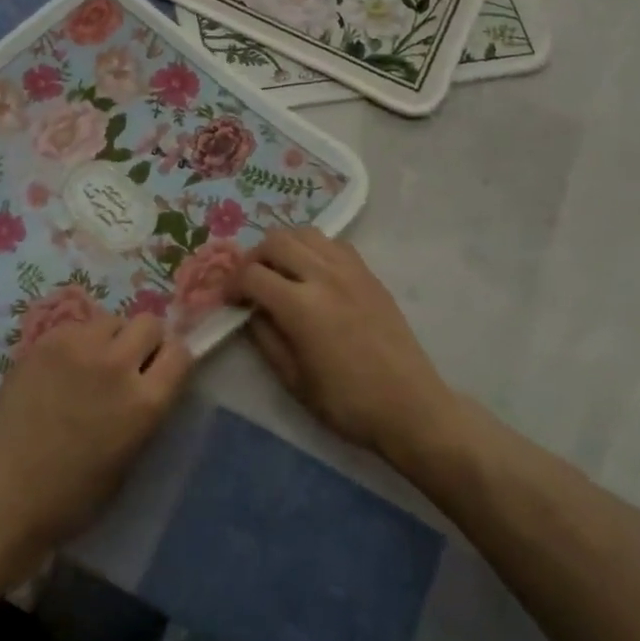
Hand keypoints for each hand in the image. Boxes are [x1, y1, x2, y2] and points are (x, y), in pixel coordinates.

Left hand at [0, 315, 192, 556]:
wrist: (3, 493)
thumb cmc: (72, 496)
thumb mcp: (129, 459)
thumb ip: (144, 411)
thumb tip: (148, 382)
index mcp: (144, 402)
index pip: (180, 352)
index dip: (172, 359)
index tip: (161, 369)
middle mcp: (117, 364)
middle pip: (149, 323)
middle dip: (145, 341)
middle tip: (129, 362)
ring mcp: (78, 347)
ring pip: (111, 319)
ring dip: (111, 338)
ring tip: (92, 364)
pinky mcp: (45, 341)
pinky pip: (76, 327)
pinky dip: (77, 341)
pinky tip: (61, 368)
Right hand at [236, 228, 459, 462]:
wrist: (410, 407)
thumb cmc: (347, 403)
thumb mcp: (293, 380)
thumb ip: (265, 337)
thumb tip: (250, 311)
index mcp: (301, 306)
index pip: (252, 274)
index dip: (232, 284)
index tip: (229, 300)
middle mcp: (324, 276)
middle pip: (276, 241)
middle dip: (254, 258)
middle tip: (250, 282)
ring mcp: (350, 270)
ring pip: (305, 233)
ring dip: (284, 247)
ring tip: (280, 271)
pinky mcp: (369, 274)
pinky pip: (333, 243)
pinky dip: (313, 249)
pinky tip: (313, 273)